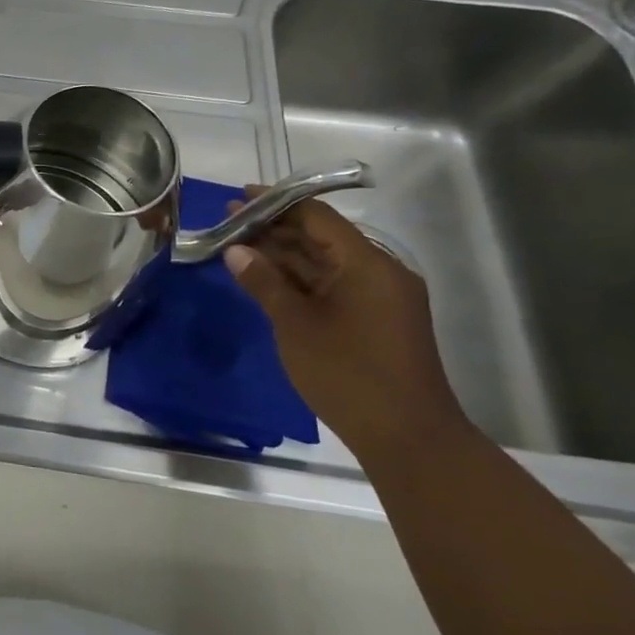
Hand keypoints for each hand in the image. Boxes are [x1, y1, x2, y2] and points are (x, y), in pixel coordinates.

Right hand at [223, 193, 469, 463]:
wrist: (407, 437)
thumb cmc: (348, 373)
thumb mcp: (296, 324)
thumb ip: (264, 282)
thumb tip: (236, 250)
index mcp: (367, 264)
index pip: (317, 217)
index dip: (277, 203)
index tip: (239, 197)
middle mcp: (378, 273)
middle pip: (320, 237)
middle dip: (274, 228)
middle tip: (227, 223)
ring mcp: (379, 298)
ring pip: (323, 262)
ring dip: (283, 254)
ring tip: (237, 246)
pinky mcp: (374, 320)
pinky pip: (331, 285)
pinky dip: (297, 278)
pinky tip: (265, 278)